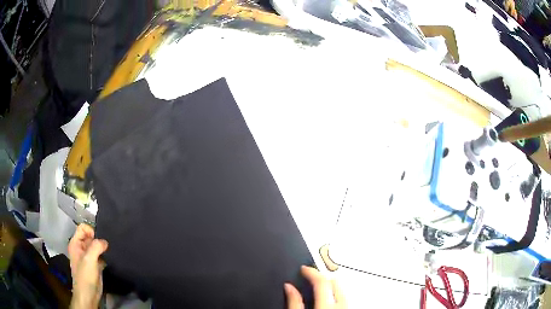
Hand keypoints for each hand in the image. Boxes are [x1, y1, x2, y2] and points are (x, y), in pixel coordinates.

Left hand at [68, 224, 108, 308]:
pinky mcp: (95, 265)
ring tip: (109, 252)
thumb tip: (105, 241)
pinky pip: (100, 256)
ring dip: (102, 248)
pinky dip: (105, 256)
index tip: (98, 241)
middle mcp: (81, 248)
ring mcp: (88, 257)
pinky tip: (110, 259)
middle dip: (98, 240)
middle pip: (90, 236)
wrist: (88, 295)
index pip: (83, 228)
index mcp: (75, 243)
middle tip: (106, 247)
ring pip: (96, 246)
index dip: (91, 231)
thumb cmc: (85, 275)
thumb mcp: (89, 259)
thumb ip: (96, 247)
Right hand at [285, 266, 346, 308]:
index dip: (311, 271)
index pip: (321, 280)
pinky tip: (329, 296)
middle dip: (323, 275)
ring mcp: (347, 306)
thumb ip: (294, 301)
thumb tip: (288, 286)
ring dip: (331, 284)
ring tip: (320, 285)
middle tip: (311, 275)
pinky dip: (337, 293)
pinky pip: (345, 296)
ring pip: (342, 288)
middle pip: (335, 281)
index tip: (303, 268)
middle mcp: (340, 303)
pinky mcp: (349, 308)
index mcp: (326, 304)